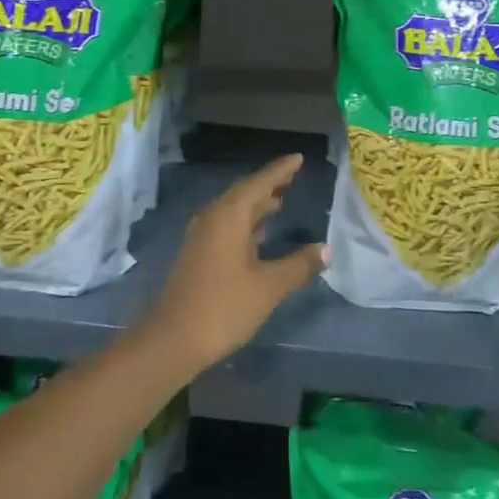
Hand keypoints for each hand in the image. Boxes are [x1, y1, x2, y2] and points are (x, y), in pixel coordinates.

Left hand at [141, 154, 326, 373]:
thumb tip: (325, 249)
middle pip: (244, 193)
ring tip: (280, 200)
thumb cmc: (224, 307)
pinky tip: (259, 234)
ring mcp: (202, 237)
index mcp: (229, 216)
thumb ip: (298, 265)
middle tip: (293, 176)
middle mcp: (213, 218)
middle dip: (269, 184)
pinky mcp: (198, 255)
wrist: (173, 340)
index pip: (259, 183)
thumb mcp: (268, 286)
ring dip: (257, 204)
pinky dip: (246, 223)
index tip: (298, 158)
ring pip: (234, 210)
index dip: (280, 170)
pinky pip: (227, 226)